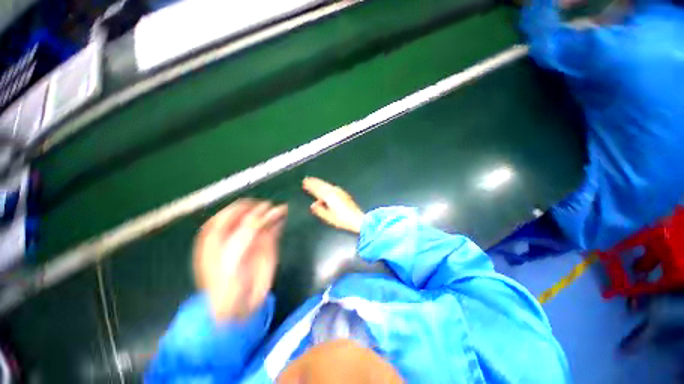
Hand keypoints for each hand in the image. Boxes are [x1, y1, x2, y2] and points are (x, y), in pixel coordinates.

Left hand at [193, 199, 287, 321]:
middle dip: (257, 210)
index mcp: (217, 238)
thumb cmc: (227, 284)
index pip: (225, 217)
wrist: (242, 305)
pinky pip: (272, 229)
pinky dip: (278, 221)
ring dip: (271, 213)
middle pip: (246, 216)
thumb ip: (244, 235)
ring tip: (281, 209)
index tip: (249, 206)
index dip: (236, 210)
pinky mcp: (266, 244)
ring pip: (261, 221)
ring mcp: (251, 239)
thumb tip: (258, 216)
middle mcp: (235, 235)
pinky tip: (283, 215)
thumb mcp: (232, 258)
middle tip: (268, 208)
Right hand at [302, 177, 364, 233]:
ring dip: (320, 183)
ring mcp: (340, 192)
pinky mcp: (344, 194)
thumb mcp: (328, 217)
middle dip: (314, 182)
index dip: (310, 186)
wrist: (357, 219)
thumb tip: (313, 205)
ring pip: (328, 185)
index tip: (305, 182)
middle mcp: (334, 192)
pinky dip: (326, 185)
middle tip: (307, 179)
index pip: (317, 189)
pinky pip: (332, 187)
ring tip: (315, 181)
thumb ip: (319, 210)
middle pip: (322, 185)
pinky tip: (326, 187)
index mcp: (329, 197)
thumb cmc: (342, 220)